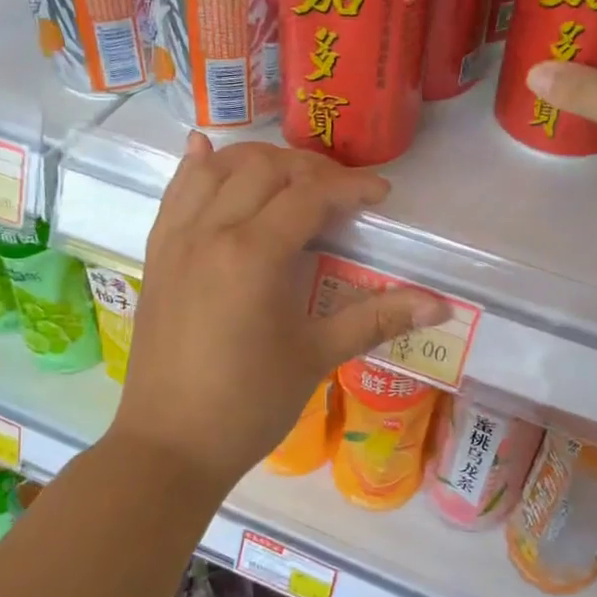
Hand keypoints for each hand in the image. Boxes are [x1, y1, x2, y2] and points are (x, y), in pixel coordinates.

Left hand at [107, 136, 448, 495]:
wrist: (169, 445)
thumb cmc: (248, 405)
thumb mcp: (316, 357)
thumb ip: (376, 319)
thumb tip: (440, 305)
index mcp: (252, 254)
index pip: (309, 196)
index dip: (351, 188)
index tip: (380, 196)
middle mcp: (210, 231)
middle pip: (264, 169)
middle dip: (310, 170)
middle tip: (341, 193)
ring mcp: (175, 240)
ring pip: (216, 170)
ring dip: (257, 161)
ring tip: (290, 176)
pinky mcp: (156, 255)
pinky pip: (174, 193)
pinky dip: (195, 168)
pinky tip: (205, 151)